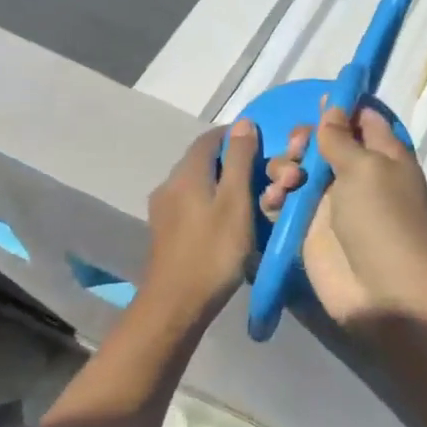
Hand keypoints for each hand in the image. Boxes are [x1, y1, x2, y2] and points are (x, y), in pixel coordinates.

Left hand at [144, 120, 260, 318]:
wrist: (176, 305)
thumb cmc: (213, 251)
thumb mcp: (236, 202)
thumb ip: (240, 160)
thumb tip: (243, 122)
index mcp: (186, 173)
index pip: (211, 138)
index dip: (237, 137)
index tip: (264, 148)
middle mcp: (169, 184)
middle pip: (203, 161)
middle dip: (233, 163)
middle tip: (262, 179)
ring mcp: (163, 209)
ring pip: (198, 184)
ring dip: (223, 185)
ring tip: (250, 202)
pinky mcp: (164, 231)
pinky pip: (191, 203)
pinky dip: (212, 203)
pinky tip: (228, 223)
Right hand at [261, 105, 426, 327]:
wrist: (384, 292)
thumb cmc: (383, 219)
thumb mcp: (366, 168)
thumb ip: (341, 137)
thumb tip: (333, 106)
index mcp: (382, 155)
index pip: (361, 119)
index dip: (340, 108)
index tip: (317, 101)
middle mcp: (355, 175)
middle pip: (321, 143)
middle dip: (302, 140)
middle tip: (298, 151)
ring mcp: (329, 204)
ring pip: (296, 170)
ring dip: (284, 168)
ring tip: (287, 183)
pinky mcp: (307, 230)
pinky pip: (283, 202)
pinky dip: (274, 197)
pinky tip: (273, 201)